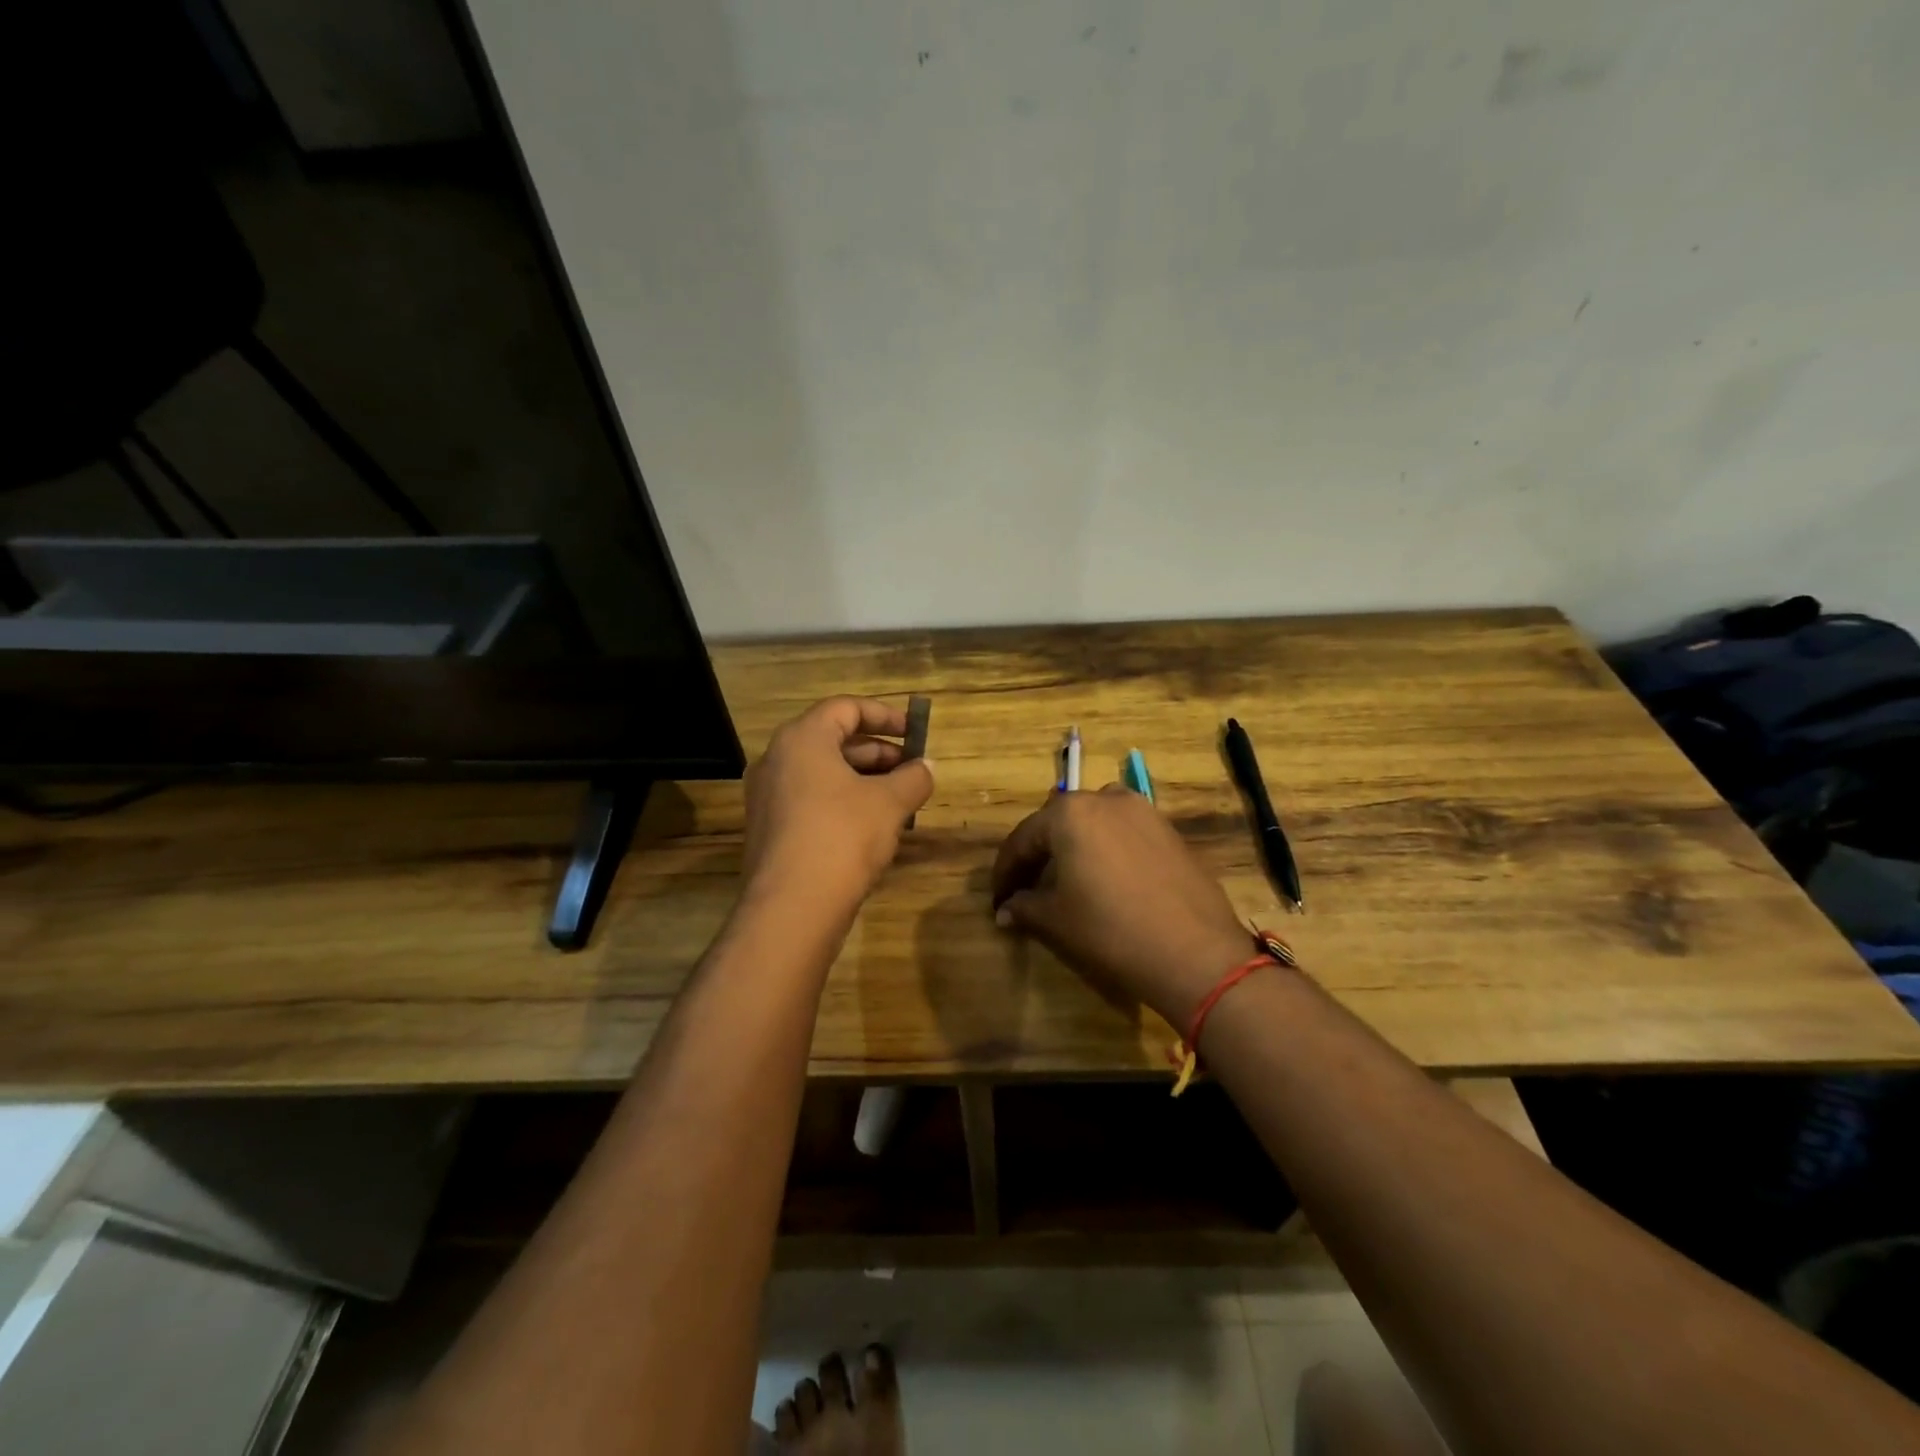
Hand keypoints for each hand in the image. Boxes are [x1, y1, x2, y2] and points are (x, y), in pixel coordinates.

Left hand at [742, 697, 933, 912]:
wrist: (791, 908)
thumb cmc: (842, 837)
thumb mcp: (889, 803)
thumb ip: (913, 778)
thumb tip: (926, 768)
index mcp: (801, 739)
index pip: (845, 708)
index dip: (885, 716)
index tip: (915, 733)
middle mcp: (776, 760)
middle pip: (833, 740)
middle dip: (878, 753)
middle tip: (912, 771)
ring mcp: (768, 797)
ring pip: (823, 774)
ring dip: (863, 780)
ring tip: (900, 801)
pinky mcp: (770, 830)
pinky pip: (811, 801)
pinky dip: (843, 803)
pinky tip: (872, 828)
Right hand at [990, 786, 1253, 1025]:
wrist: (1195, 953)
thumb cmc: (1111, 930)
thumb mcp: (1056, 920)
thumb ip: (1024, 906)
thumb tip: (1005, 910)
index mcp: (1069, 813)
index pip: (1023, 839)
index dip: (1005, 872)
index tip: (997, 900)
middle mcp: (1105, 799)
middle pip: (1058, 824)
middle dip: (1039, 855)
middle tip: (1027, 888)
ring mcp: (1144, 812)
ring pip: (1095, 823)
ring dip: (1075, 847)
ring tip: (1068, 880)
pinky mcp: (1170, 831)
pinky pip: (1125, 833)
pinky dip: (1107, 851)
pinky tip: (1108, 881)